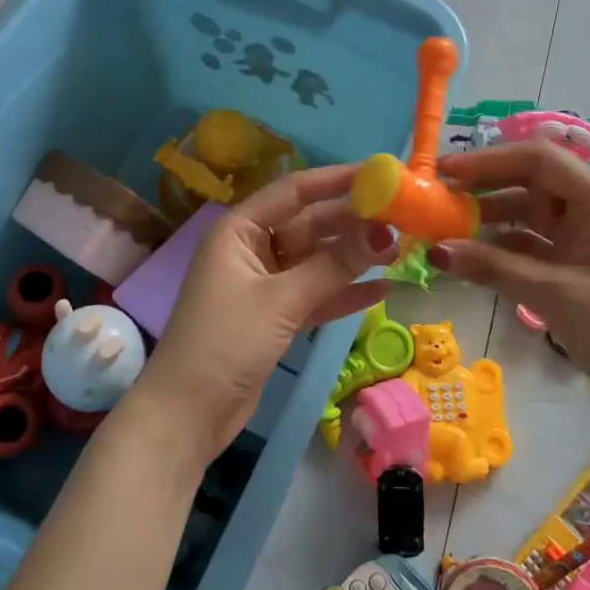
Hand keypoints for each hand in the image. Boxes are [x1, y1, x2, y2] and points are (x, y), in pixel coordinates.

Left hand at [126, 165, 398, 471]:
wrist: (188, 415)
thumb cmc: (226, 342)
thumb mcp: (282, 300)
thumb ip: (334, 265)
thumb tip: (385, 232)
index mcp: (239, 231)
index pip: (293, 192)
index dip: (335, 180)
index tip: (378, 175)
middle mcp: (251, 250)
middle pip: (308, 226)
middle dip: (351, 223)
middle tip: (401, 218)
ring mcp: (263, 285)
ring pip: (315, 261)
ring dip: (353, 258)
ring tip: (400, 250)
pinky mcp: (274, 317)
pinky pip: (314, 294)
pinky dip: (343, 293)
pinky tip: (382, 289)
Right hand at [428, 142, 589, 403]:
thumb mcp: (553, 295)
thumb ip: (492, 268)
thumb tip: (434, 250)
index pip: (538, 160)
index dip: (489, 161)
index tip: (444, 173)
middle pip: (531, 182)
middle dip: (484, 188)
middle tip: (437, 200)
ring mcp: (588, 238)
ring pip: (530, 214)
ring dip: (490, 219)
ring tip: (445, 228)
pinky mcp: (580, 266)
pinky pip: (535, 244)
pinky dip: (504, 248)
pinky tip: (473, 258)